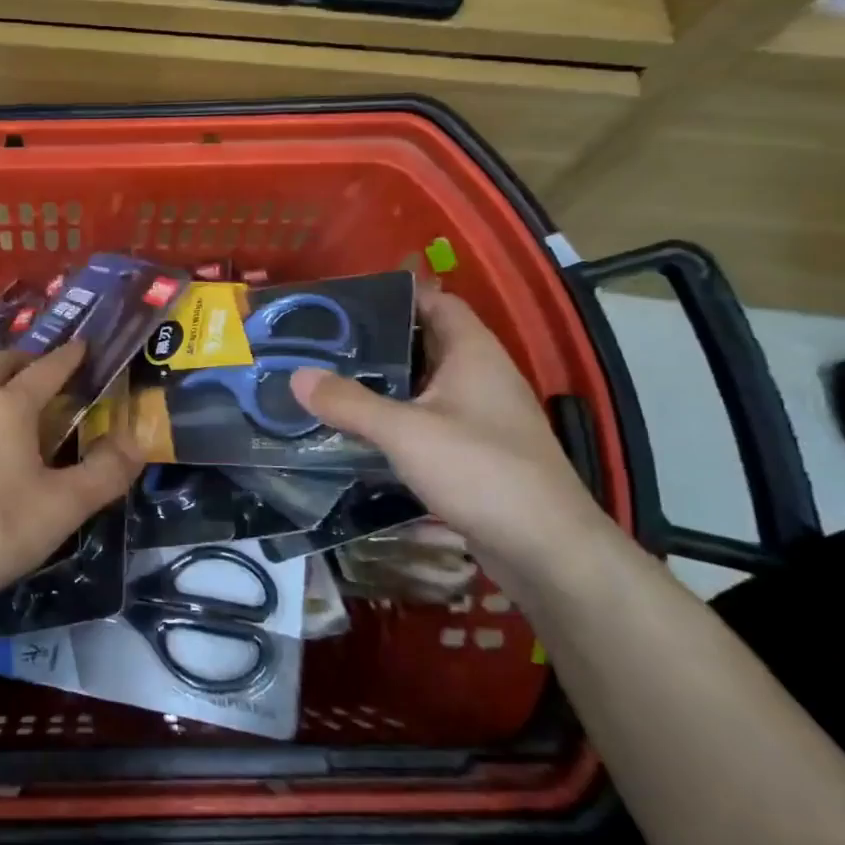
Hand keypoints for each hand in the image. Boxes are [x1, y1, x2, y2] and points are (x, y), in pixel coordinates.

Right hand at [289, 288, 612, 584]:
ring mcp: (482, 415)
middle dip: (379, 339)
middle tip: (324, 342)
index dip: (396, 294)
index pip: (437, 302)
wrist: (547, 549)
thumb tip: (297, 375)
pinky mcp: (476, 450)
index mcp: (474, 353)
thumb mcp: (405, 432)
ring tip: (331, 380)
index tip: (346, 300)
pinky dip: (397, 416)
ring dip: (385, 381)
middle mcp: (482, 376)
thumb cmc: (481, 471)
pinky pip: (429, 418)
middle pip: (426, 342)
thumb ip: (349, 402)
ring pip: (425, 383)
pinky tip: (361, 427)